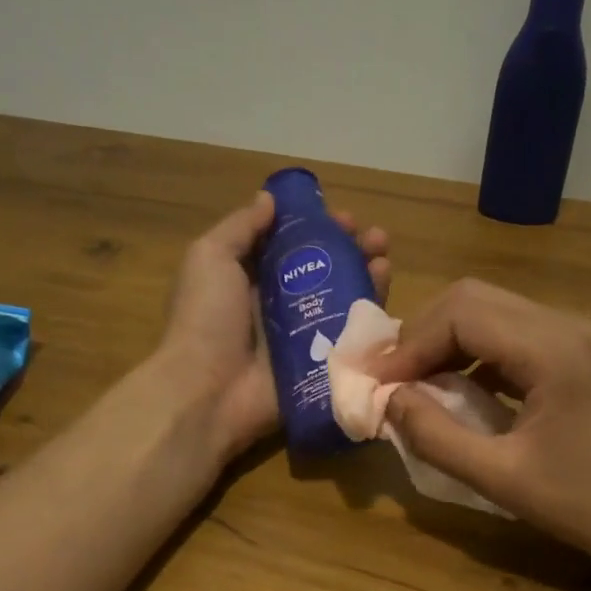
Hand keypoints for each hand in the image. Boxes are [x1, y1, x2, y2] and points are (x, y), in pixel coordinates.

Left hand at [159, 190, 389, 459]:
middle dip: (351, 250)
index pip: (292, 247)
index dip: (319, 229)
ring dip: (366, 277)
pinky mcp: (320, 366)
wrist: (209, 391)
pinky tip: (383, 295)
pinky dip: (369, 317)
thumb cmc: (206, 319)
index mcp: (252, 280)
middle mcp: (280, 307)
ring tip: (384, 258)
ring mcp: (303, 338)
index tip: (343, 217)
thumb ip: (240, 228)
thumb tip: (269, 199)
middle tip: (374, 237)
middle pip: (324, 272)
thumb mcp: (210, 259)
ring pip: (343, 302)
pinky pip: (350, 339)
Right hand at [372, 279, 590, 578]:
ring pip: (491, 309)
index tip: (377, 383)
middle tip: (391, 377)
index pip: (461, 315)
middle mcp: (567, 324)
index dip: (410, 345)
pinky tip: (456, 386)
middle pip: (474, 299)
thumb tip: (389, 400)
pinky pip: (512, 331)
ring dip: (446, 339)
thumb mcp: (499, 478)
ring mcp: (577, 333)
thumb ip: (435, 436)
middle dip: (423, 334)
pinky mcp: (578, 348)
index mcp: (552, 350)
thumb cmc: (580, 504)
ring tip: (415, 382)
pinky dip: (474, 350)